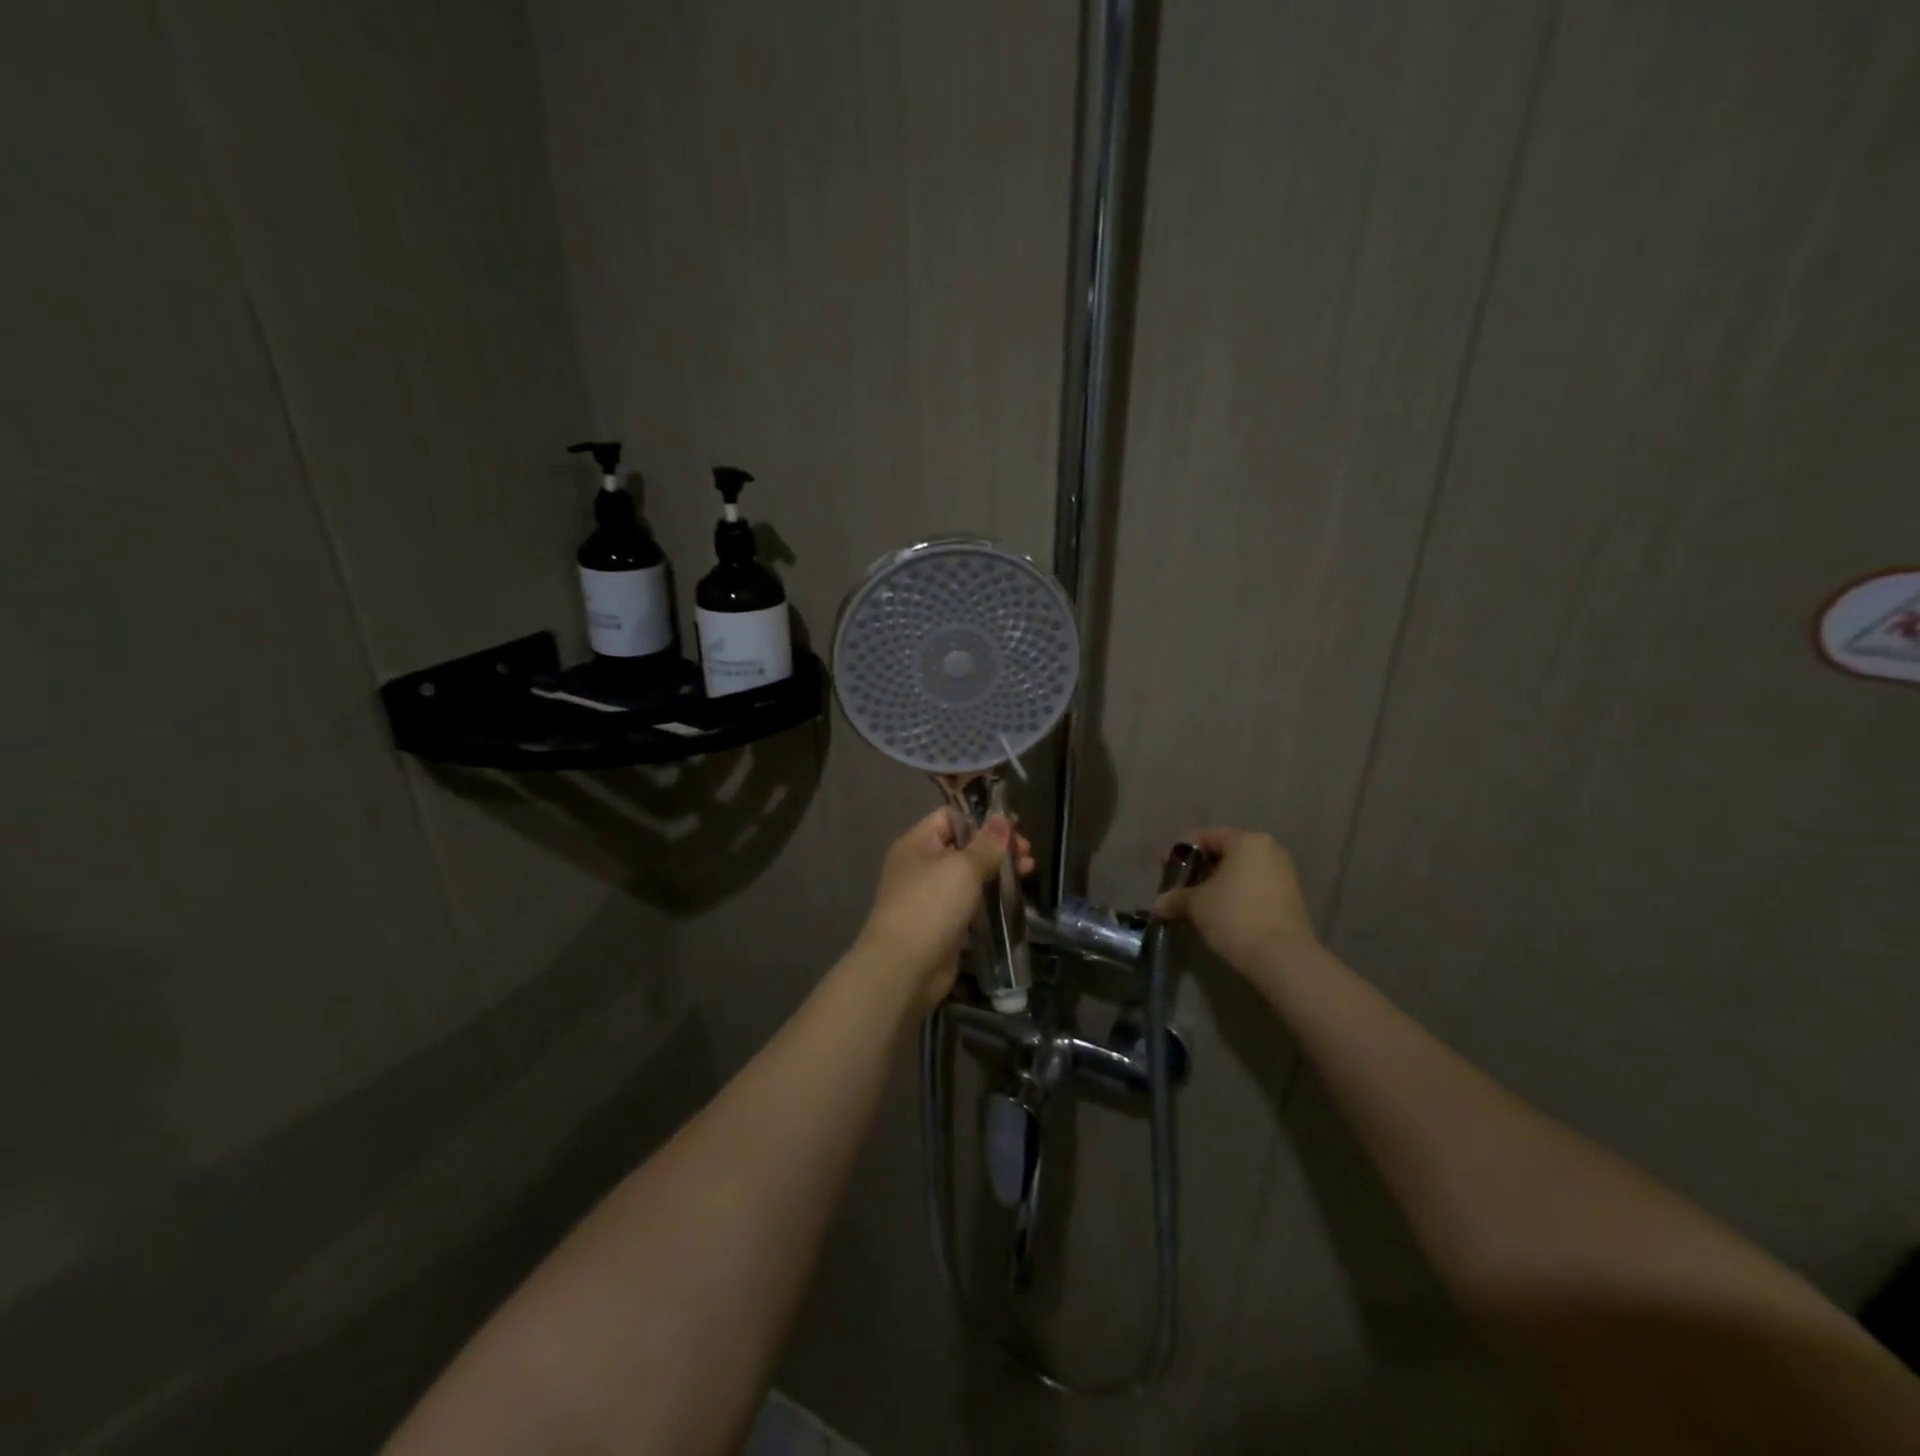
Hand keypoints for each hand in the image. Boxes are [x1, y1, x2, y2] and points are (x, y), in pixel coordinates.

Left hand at [855, 808, 1035, 1008]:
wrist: (903, 967)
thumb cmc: (931, 906)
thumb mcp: (963, 868)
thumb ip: (986, 844)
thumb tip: (1002, 818)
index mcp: (917, 843)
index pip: (949, 817)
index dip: (981, 819)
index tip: (1014, 828)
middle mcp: (920, 866)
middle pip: (962, 847)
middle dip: (995, 848)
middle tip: (1027, 856)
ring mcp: (929, 897)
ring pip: (967, 877)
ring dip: (996, 874)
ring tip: (1028, 874)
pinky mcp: (940, 924)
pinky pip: (967, 904)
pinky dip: (988, 901)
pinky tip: (1012, 902)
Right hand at [1155, 826, 1318, 974]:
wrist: (1283, 958)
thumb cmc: (1235, 917)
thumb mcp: (1196, 905)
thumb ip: (1176, 898)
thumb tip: (1160, 904)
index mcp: (1246, 841)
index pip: (1206, 835)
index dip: (1181, 850)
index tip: (1165, 867)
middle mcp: (1269, 850)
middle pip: (1226, 852)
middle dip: (1200, 867)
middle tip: (1180, 885)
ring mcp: (1284, 874)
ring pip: (1242, 871)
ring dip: (1218, 883)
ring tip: (1199, 902)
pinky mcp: (1292, 898)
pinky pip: (1255, 887)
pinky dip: (1236, 895)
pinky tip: (1222, 913)